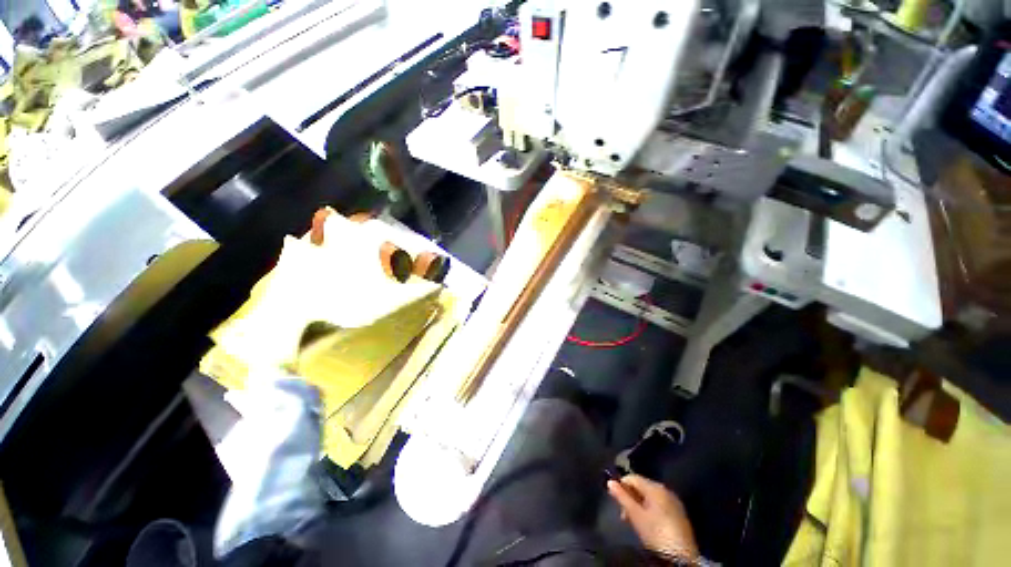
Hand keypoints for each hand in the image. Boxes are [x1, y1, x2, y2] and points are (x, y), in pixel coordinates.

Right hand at [607, 474, 697, 560]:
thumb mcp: (635, 515)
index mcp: (655, 487)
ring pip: (650, 497)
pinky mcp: (679, 514)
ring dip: (639, 505)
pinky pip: (659, 505)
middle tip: (623, 514)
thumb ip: (622, 497)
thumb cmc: (656, 532)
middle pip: (642, 487)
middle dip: (630, 497)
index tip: (614, 498)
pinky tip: (647, 523)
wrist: (682, 556)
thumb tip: (610, 482)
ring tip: (633, 520)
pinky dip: (650, 510)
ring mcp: (674, 502)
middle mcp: (665, 490)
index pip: (633, 477)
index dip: (621, 485)